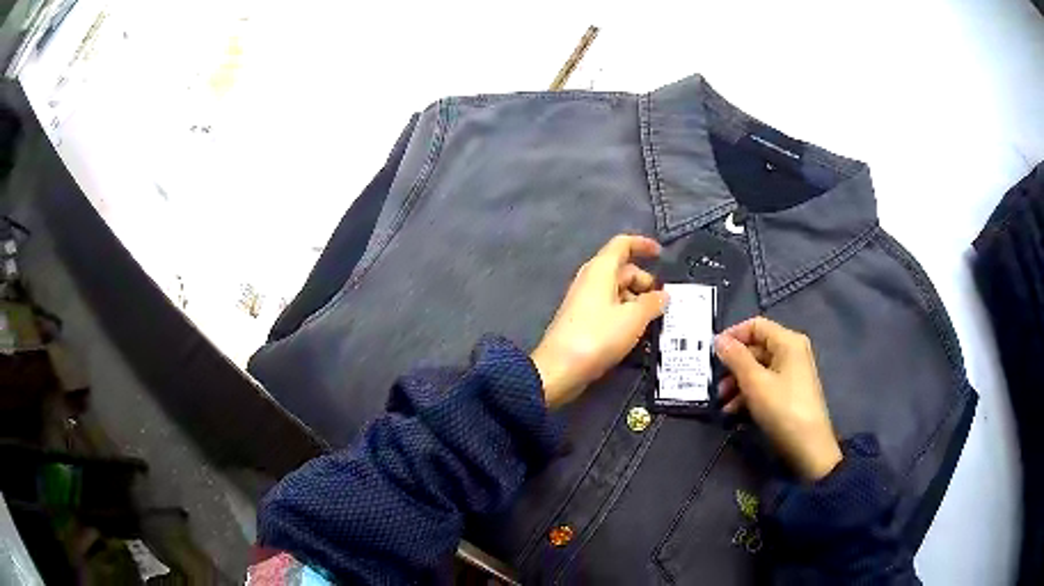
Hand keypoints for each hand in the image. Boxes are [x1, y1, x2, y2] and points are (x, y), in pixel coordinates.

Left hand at [531, 235, 668, 408]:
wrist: (560, 368)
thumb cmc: (598, 336)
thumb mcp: (634, 318)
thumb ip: (653, 303)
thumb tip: (663, 295)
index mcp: (601, 270)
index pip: (622, 244)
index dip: (643, 245)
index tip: (661, 255)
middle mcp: (591, 280)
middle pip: (623, 271)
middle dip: (645, 282)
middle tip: (663, 303)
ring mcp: (585, 301)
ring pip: (617, 292)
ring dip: (637, 302)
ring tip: (654, 322)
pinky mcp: (583, 321)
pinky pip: (610, 309)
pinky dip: (626, 315)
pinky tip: (638, 334)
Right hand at [714, 317, 841, 481]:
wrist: (808, 447)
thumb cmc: (783, 409)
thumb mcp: (755, 383)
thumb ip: (736, 358)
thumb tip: (719, 340)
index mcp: (788, 342)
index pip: (756, 325)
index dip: (733, 335)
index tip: (713, 353)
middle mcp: (791, 352)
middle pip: (756, 348)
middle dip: (733, 364)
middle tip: (714, 382)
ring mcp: (791, 373)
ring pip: (758, 368)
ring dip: (737, 382)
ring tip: (721, 401)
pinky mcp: (789, 392)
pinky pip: (765, 384)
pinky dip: (748, 394)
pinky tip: (733, 411)